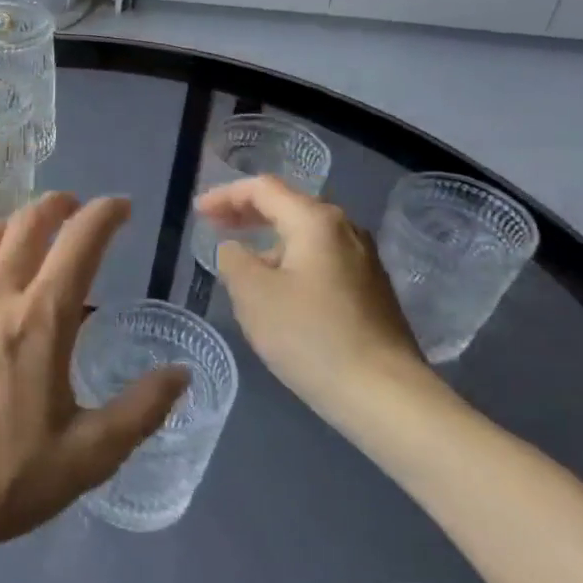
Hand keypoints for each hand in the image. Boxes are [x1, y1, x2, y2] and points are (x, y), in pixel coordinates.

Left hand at [0, 194, 188, 563]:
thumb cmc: (3, 478)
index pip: (80, 242)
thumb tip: (181, 374)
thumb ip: (140, 411)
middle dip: (57, 204)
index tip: (122, 206)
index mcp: (42, 319)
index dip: (105, 214)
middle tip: (75, 208)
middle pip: (27, 223)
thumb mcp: (87, 457)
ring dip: (10, 222)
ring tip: (25, 232)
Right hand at [197, 176, 440, 426]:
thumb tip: (236, 250)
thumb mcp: (252, 294)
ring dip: (269, 238)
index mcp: (316, 221)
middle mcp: (345, 229)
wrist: (384, 394)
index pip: (263, 189)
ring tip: (241, 258)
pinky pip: (320, 257)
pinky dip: (290, 258)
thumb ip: (233, 260)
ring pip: (305, 234)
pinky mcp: (370, 289)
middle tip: (214, 225)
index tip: (198, 213)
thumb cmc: (310, 336)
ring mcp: (363, 259)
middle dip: (247, 212)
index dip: (225, 195)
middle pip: (288, 206)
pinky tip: (277, 286)